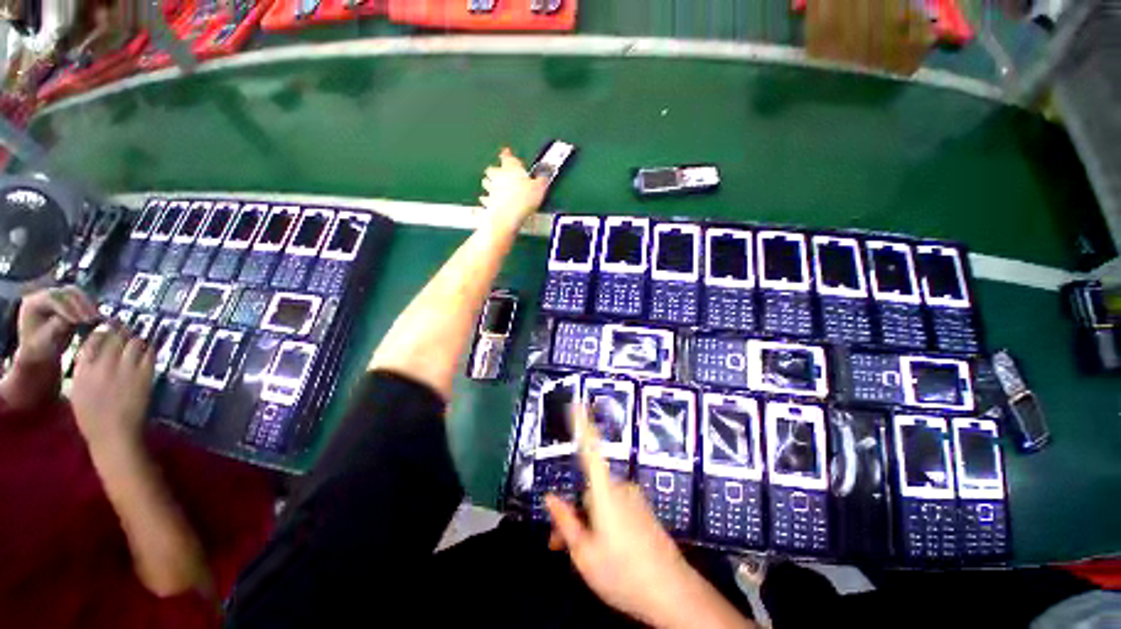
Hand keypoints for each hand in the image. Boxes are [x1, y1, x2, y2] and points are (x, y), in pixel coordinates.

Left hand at [12, 286, 99, 372]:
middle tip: (93, 318)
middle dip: (80, 304)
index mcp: (33, 302)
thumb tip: (74, 319)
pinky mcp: (67, 302)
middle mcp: (44, 295)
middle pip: (65, 292)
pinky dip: (90, 307)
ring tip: (96, 318)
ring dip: (87, 305)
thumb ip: (56, 327)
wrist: (41, 352)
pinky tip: (96, 317)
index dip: (67, 308)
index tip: (79, 321)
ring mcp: (56, 297)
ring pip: (76, 293)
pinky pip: (81, 299)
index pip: (53, 298)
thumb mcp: (45, 340)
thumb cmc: (40, 349)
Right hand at [71, 324, 153, 450]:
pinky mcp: (144, 375)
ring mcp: (125, 369)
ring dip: (135, 339)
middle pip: (115, 336)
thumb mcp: (78, 391)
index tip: (107, 328)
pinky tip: (147, 351)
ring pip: (133, 341)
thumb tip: (93, 351)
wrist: (114, 436)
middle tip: (124, 330)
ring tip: (135, 341)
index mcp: (83, 369)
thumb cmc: (93, 419)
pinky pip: (149, 353)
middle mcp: (103, 365)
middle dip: (120, 330)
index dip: (102, 331)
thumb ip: (84, 369)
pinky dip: (149, 349)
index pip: (92, 339)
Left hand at [479, 147, 548, 224]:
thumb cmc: (524, 199)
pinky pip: (485, 199)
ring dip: (489, 183)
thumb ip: (542, 181)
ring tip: (494, 187)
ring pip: (486, 182)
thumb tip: (544, 177)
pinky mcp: (488, 202)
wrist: (508, 216)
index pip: (507, 156)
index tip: (506, 152)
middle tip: (500, 173)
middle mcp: (498, 175)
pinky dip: (487, 199)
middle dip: (495, 170)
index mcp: (511, 167)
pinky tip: (490, 202)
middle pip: (492, 169)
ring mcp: (491, 189)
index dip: (507, 154)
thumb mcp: (539, 188)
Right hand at [545, 406, 738, 627]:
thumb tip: (549, 498)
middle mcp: (620, 488)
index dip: (583, 425)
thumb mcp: (584, 554)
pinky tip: (601, 550)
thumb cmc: (623, 573)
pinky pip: (614, 509)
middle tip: (557, 544)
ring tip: (579, 554)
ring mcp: (633, 499)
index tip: (578, 403)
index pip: (590, 450)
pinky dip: (602, 523)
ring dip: (586, 521)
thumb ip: (565, 522)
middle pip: (588, 489)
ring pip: (600, 502)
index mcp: (605, 493)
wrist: (673, 594)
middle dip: (573, 511)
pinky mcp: (642, 510)